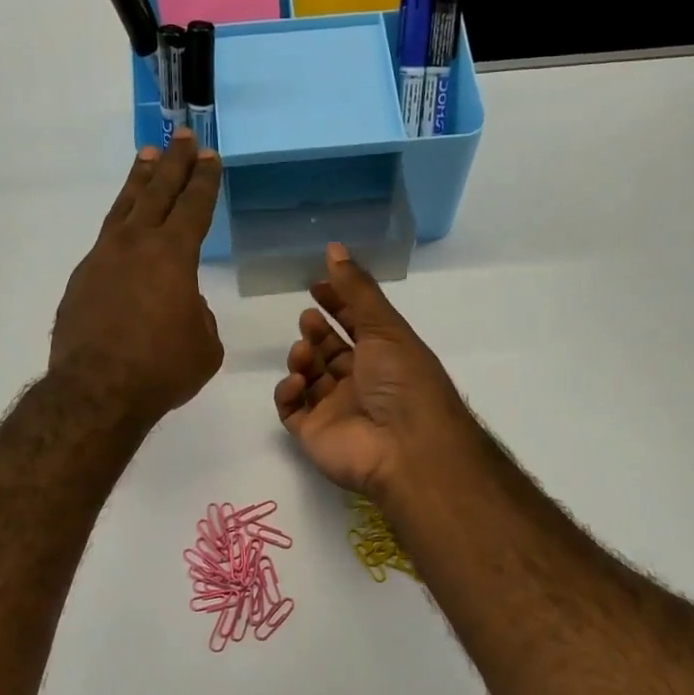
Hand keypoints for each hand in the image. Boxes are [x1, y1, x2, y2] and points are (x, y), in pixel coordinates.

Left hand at [51, 132, 223, 426]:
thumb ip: (198, 315)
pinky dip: (119, 227)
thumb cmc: (162, 369)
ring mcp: (102, 259)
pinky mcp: (80, 281)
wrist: (97, 391)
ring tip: (147, 157)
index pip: (193, 207)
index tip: (209, 156)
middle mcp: (135, 245)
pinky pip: (105, 242)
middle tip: (182, 136)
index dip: (204, 181)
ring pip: (124, 208)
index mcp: (173, 256)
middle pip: (157, 192)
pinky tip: (123, 230)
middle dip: (174, 163)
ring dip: (139, 181)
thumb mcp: (204, 346)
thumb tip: (182, 304)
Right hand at [275, 243, 477, 498]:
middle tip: (308, 320)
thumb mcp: (384, 326)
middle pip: (329, 351)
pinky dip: (288, 392)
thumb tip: (333, 248)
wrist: (404, 446)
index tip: (316, 285)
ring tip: (304, 354)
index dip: (336, 304)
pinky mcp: (313, 433)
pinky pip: (291, 409)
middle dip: (316, 332)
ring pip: (308, 377)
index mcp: (384, 357)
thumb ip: (356, 289)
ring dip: (302, 358)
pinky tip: (297, 383)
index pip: (355, 325)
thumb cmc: (402, 381)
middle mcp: (360, 382)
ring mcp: (335, 409)